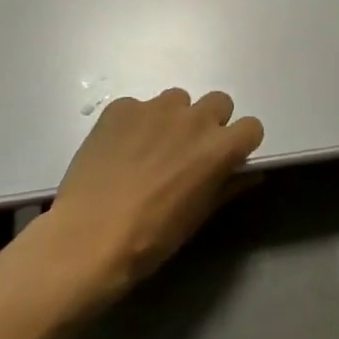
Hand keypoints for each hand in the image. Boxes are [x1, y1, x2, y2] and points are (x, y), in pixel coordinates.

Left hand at [40, 88, 263, 305]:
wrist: (88, 238)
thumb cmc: (151, 238)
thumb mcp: (197, 218)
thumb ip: (228, 187)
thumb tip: (250, 175)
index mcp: (218, 147)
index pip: (251, 127)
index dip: (239, 143)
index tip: (226, 159)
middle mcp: (193, 118)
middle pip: (219, 102)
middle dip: (210, 123)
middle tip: (188, 151)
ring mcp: (155, 108)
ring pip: (177, 100)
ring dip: (172, 119)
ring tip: (149, 149)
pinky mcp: (121, 107)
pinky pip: (138, 107)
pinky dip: (134, 124)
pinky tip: (119, 151)